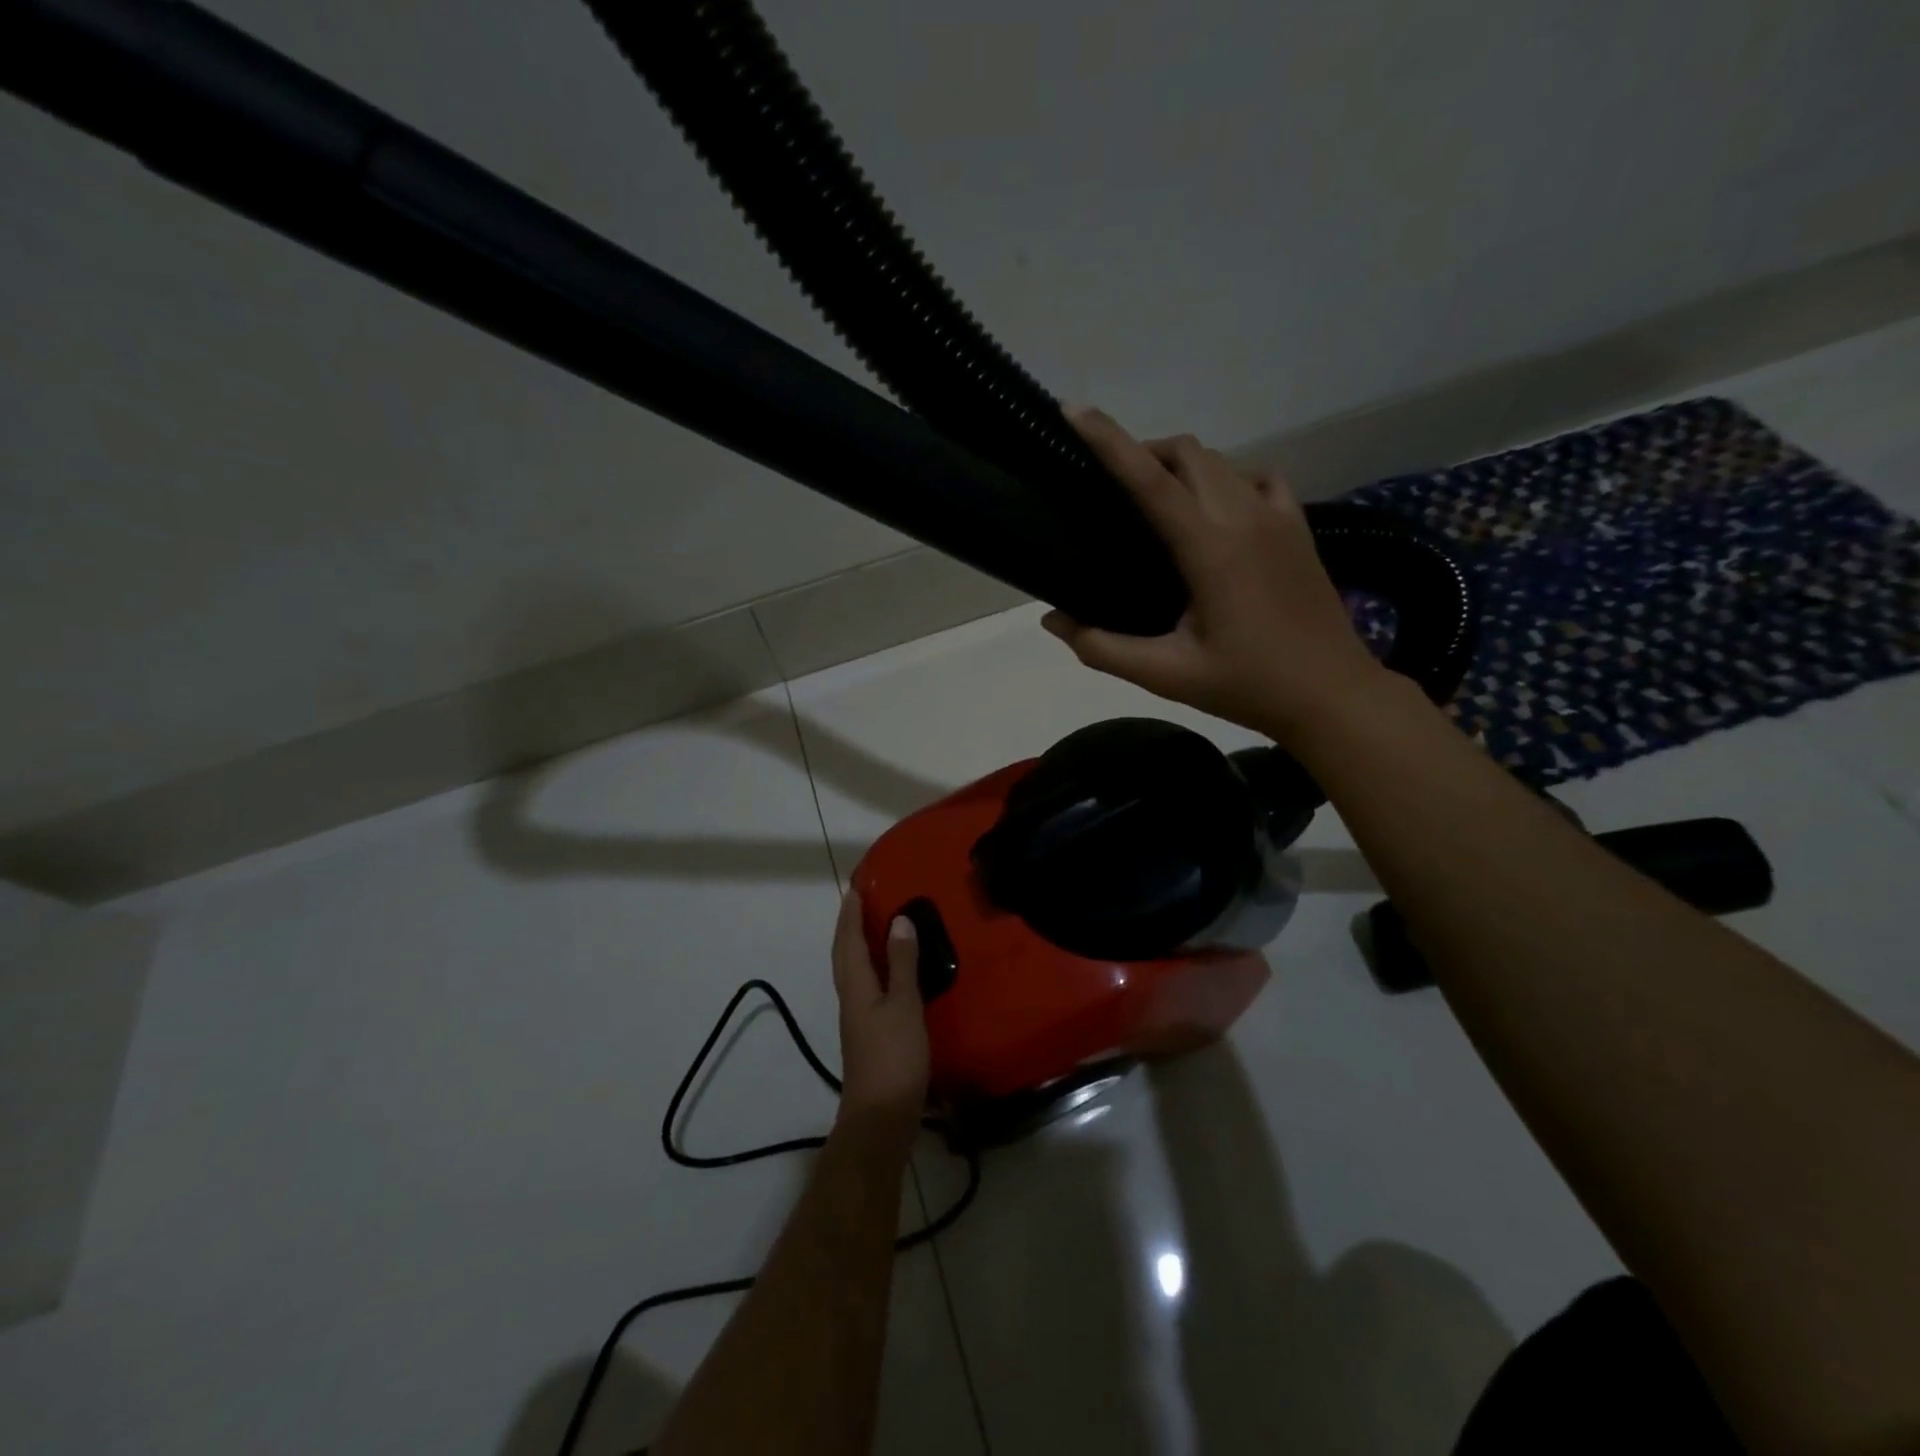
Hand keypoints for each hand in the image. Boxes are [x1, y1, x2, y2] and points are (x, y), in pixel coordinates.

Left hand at [831, 890, 928, 1135]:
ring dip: (858, 945)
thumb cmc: (893, 1057)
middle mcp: (851, 997)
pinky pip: (866, 986)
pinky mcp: (869, 1032)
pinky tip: (890, 972)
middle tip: (862, 900)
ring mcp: (858, 1017)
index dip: (850, 913)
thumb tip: (897, 920)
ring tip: (876, 927)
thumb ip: (902, 964)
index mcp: (856, 986)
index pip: (849, 940)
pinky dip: (873, 968)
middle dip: (849, 925)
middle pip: (844, 953)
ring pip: (853, 970)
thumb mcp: (903, 1005)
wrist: (881, 1117)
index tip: (855, 886)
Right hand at [1042, 406, 1387, 740]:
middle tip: (1108, 483)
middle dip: (1142, 450)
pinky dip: (1224, 478)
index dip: (1108, 440)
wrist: (1332, 694)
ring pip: (1220, 460)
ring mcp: (1277, 516)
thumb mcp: (1167, 675)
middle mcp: (1244, 516)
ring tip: (1153, 497)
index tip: (1074, 410)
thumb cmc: (1247, 685)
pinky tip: (1213, 509)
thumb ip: (1102, 647)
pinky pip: (1255, 478)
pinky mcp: (1297, 525)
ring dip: (1180, 463)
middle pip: (1186, 452)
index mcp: (1210, 548)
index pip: (1149, 480)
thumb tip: (1052, 620)